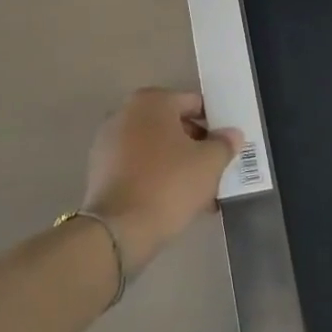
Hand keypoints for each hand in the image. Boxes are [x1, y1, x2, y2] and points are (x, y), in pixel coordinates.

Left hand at [81, 89, 239, 272]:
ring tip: (199, 193)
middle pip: (173, 125)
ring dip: (177, 164)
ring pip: (155, 148)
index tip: (226, 146)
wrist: (118, 230)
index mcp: (151, 101)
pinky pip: (138, 166)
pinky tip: (174, 201)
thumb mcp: (209, 164)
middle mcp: (125, 113)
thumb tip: (232, 134)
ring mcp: (108, 141)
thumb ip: (224, 144)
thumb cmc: (168, 185)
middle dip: (196, 147)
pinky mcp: (100, 170)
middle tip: (216, 171)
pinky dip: (156, 177)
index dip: (214, 124)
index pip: (193, 104)